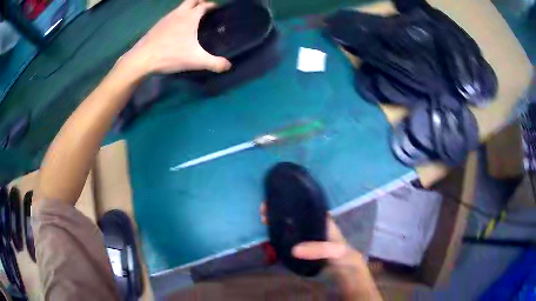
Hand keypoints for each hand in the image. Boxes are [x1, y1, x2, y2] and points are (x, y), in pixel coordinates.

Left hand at [121, 0, 230, 75]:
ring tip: (193, 17)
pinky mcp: (158, 25)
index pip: (204, 5)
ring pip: (180, 6)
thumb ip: (214, 63)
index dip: (212, 6)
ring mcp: (166, 18)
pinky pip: (172, 14)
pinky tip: (177, 27)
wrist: (142, 59)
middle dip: (200, 2)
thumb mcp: (195, 61)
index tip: (217, 9)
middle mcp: (179, 13)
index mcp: (190, 17)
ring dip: (188, 8)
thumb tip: (229, 66)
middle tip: (206, 9)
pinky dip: (178, 15)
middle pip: (192, 0)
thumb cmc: (170, 55)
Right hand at [259, 203, 362, 269]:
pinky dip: (278, 236)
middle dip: (279, 210)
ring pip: (288, 225)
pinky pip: (287, 239)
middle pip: (292, 214)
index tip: (274, 198)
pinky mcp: (300, 247)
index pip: (302, 205)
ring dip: (276, 222)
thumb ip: (318, 249)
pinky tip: (268, 235)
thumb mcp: (333, 249)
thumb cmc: (341, 254)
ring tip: (263, 219)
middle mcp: (311, 224)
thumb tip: (294, 250)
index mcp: (320, 218)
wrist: (343, 270)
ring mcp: (305, 236)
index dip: (289, 200)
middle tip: (263, 211)